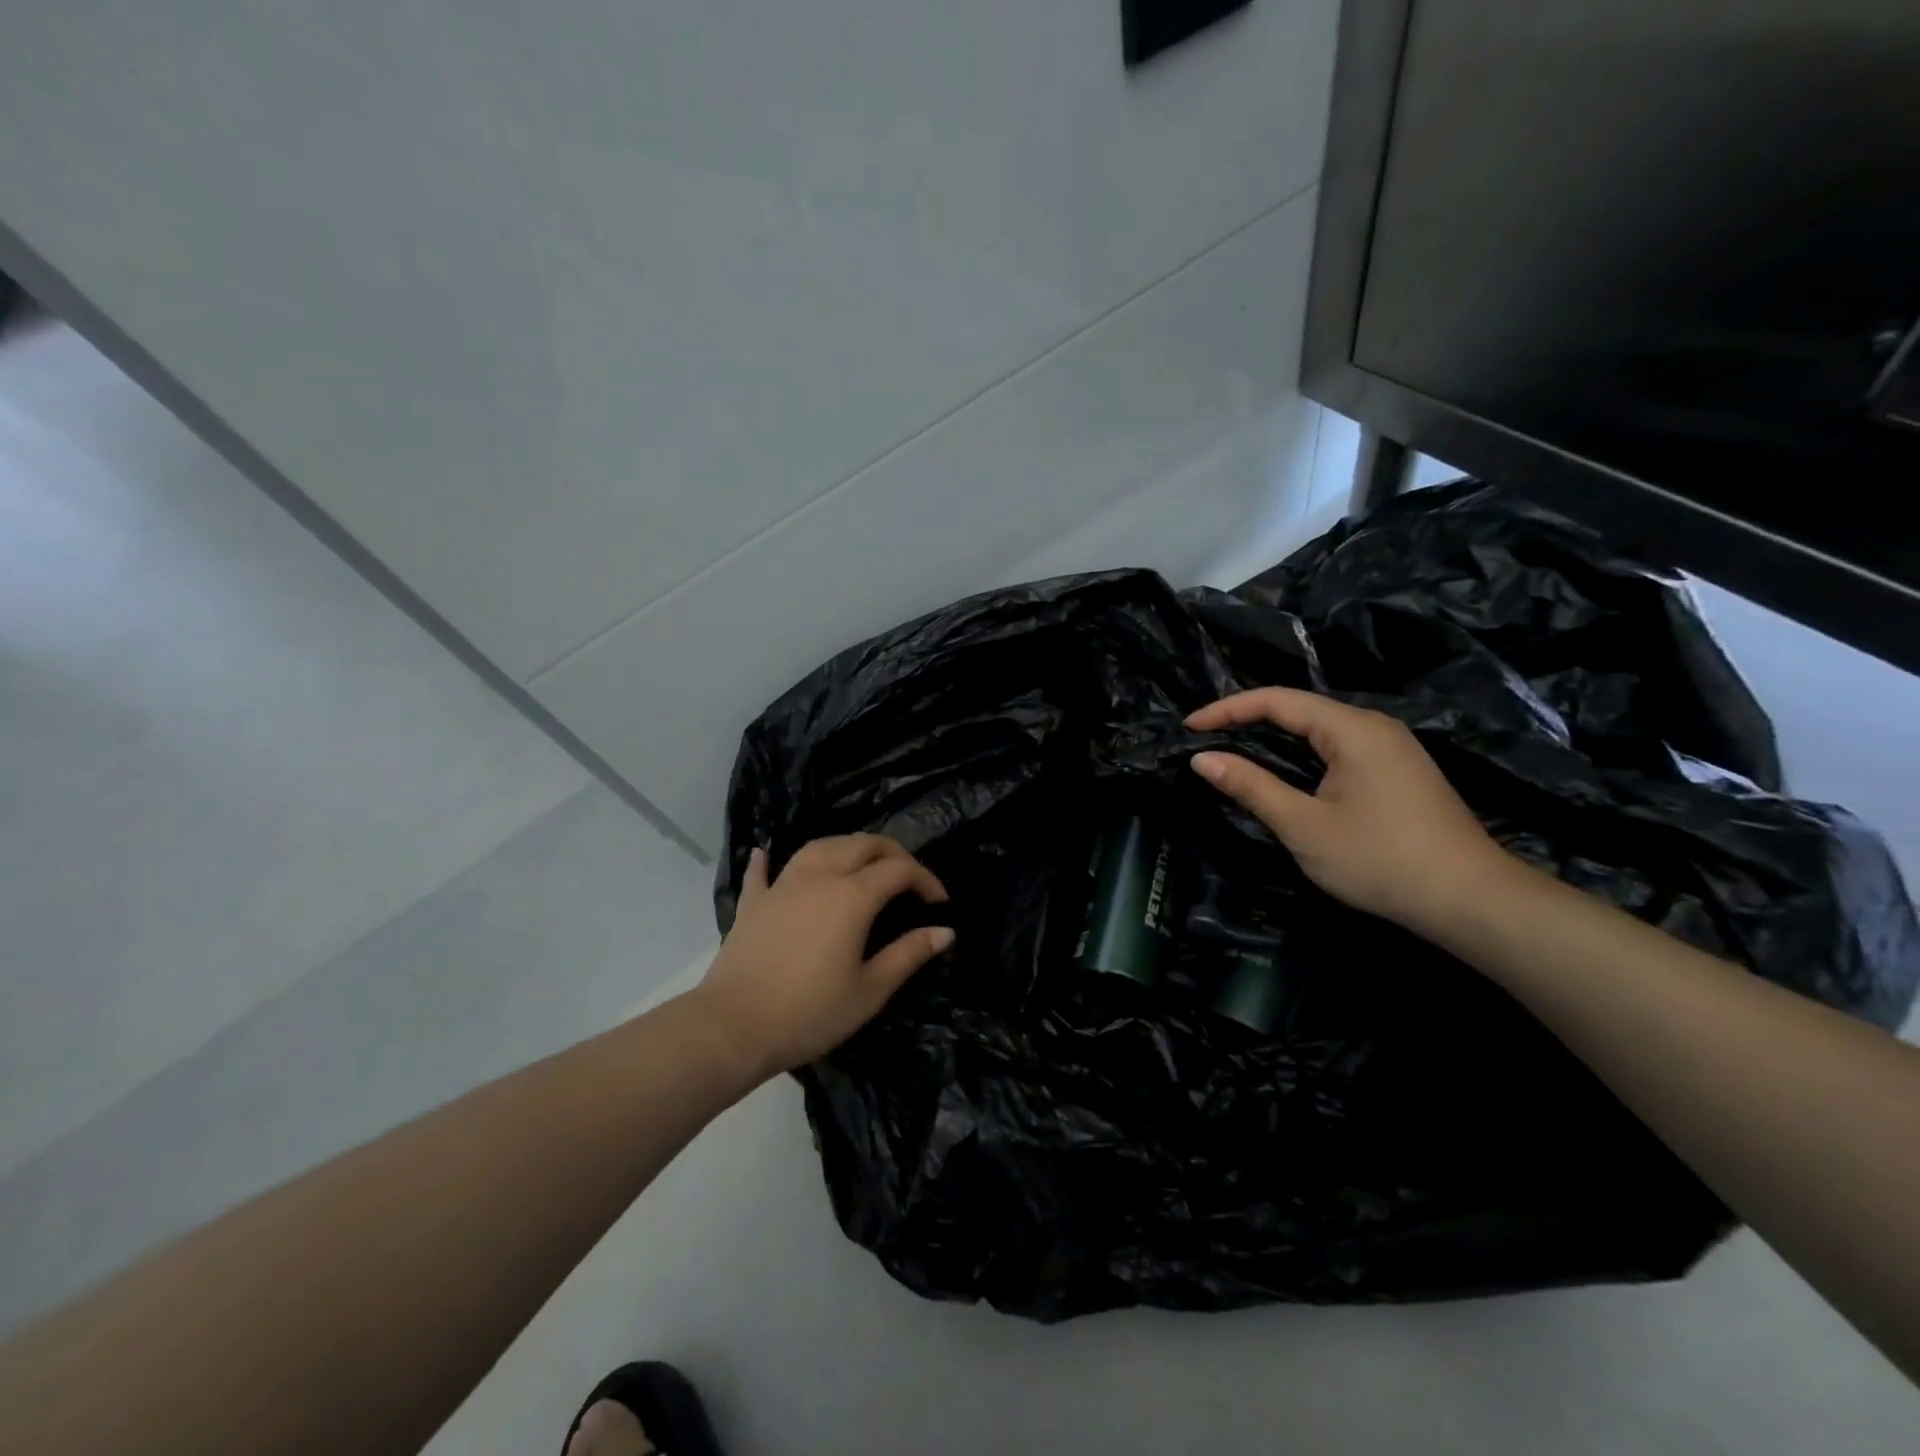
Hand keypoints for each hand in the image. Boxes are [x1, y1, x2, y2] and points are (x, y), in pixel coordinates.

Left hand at [690, 834, 952, 1084]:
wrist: (733, 1028)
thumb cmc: (810, 1013)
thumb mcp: (869, 991)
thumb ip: (909, 955)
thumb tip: (945, 931)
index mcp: (852, 896)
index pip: (899, 870)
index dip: (925, 880)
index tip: (939, 904)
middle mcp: (819, 877)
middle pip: (862, 844)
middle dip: (892, 854)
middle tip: (908, 881)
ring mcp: (782, 885)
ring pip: (819, 846)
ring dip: (847, 847)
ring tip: (861, 864)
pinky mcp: (753, 903)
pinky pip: (763, 871)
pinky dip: (769, 860)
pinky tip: (765, 853)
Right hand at [1187, 688, 1519, 938]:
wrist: (1471, 900)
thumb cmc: (1380, 860)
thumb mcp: (1303, 825)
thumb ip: (1250, 785)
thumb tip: (1201, 758)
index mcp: (1352, 729)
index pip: (1276, 700)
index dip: (1227, 709)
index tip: (1190, 728)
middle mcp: (1374, 726)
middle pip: (1299, 707)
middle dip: (1248, 718)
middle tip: (1207, 738)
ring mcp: (1392, 747)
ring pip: (1320, 727)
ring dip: (1275, 735)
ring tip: (1235, 750)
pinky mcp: (1400, 770)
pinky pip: (1338, 746)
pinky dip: (1301, 751)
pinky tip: (1286, 771)